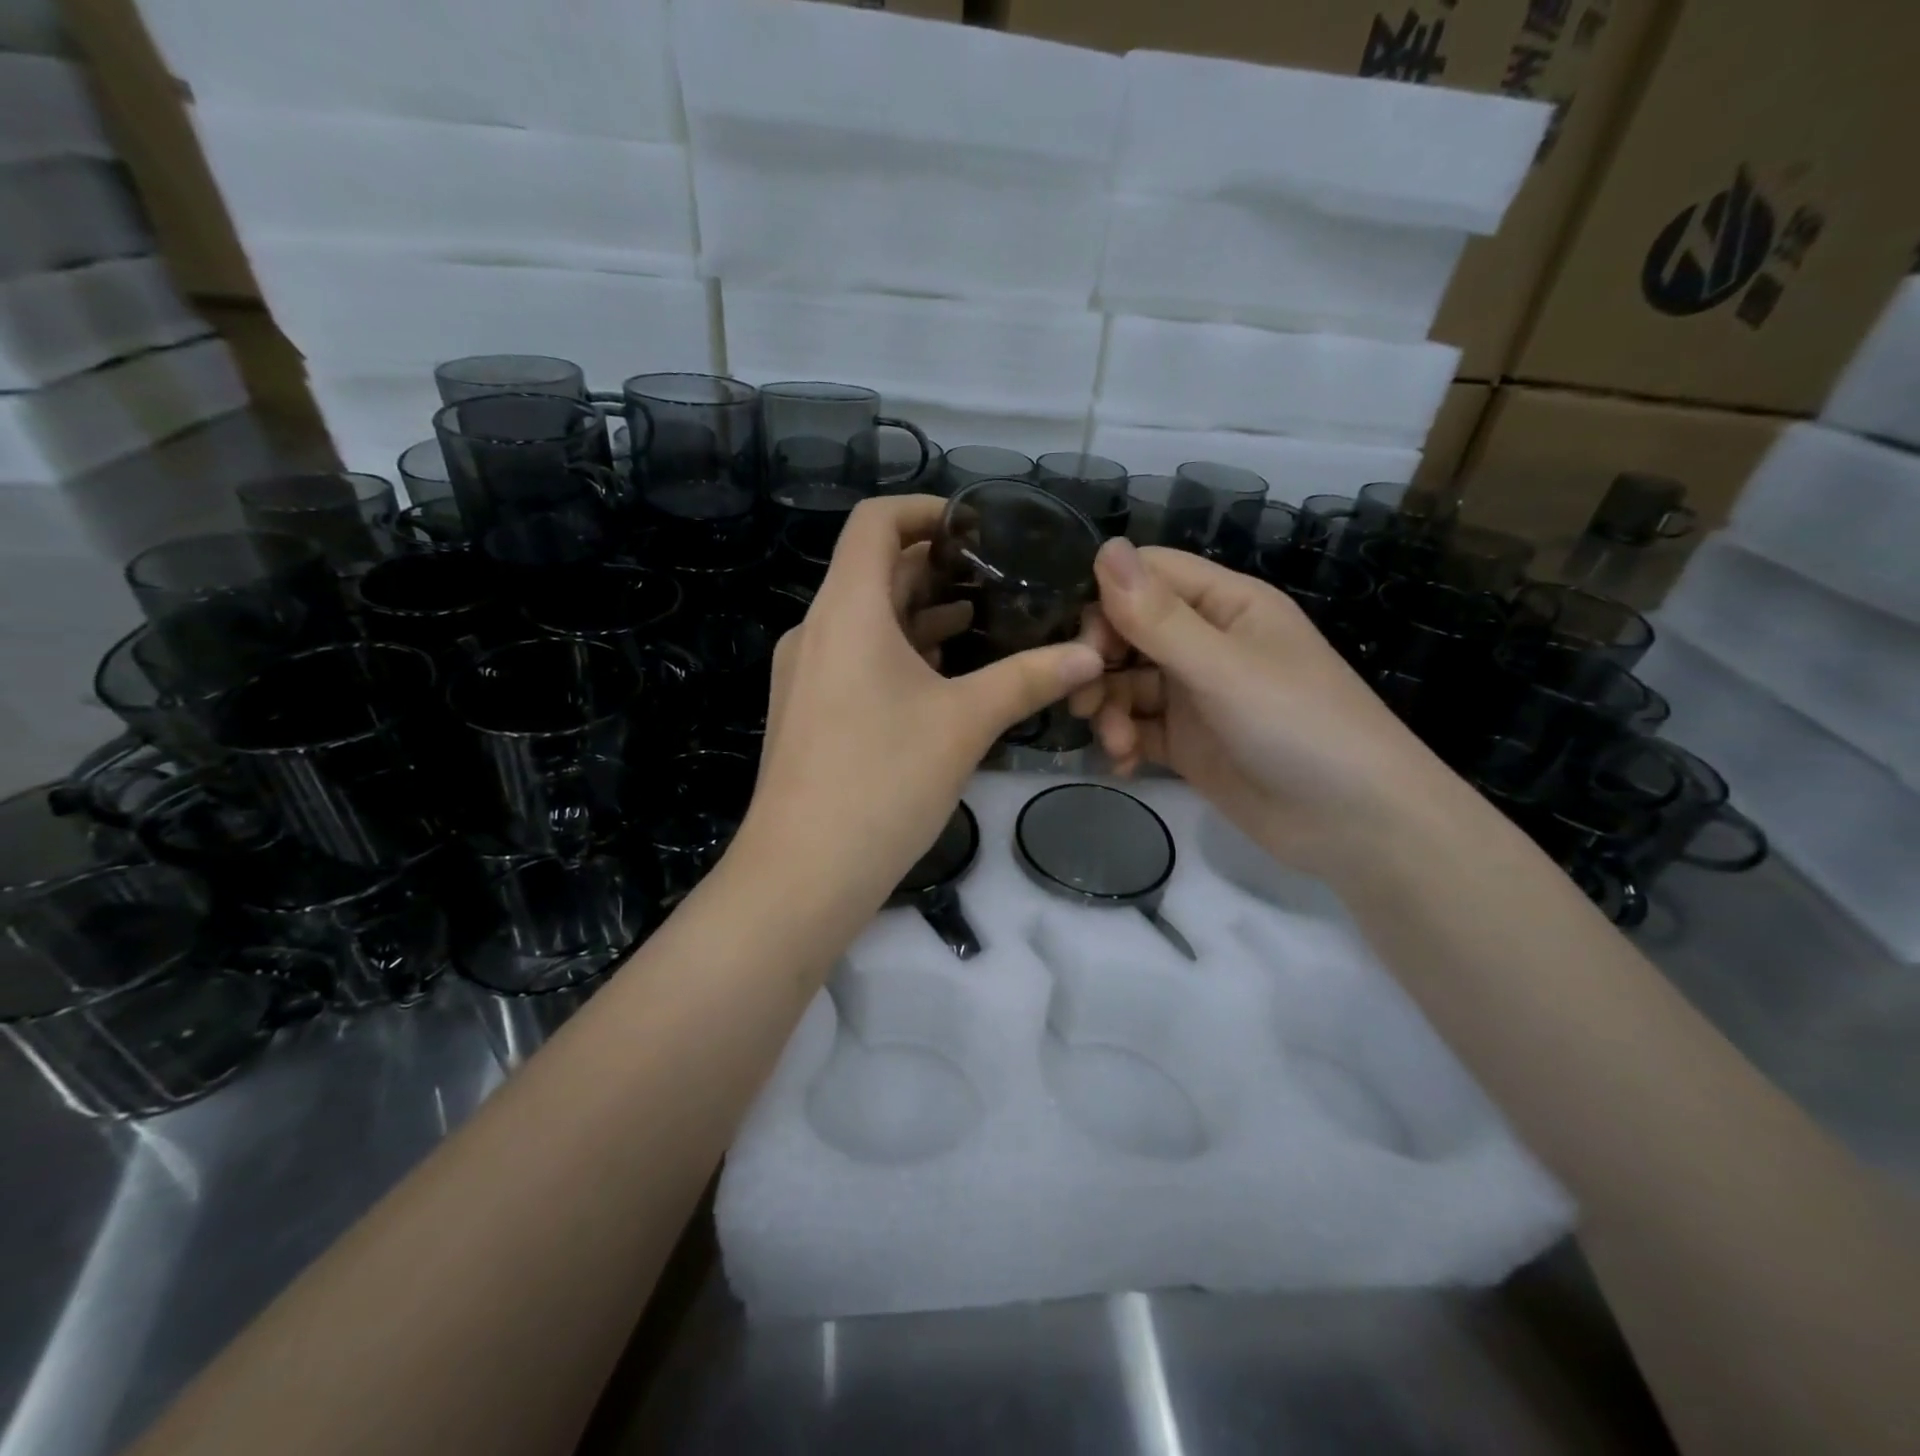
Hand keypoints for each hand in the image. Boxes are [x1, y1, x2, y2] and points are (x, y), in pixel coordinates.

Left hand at [740, 496, 1105, 910]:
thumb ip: (1029, 678)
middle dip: (935, 568)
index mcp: (846, 610)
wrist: (803, 873)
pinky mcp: (807, 711)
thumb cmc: (882, 782)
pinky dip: (899, 654)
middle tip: (998, 579)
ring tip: (982, 624)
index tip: (975, 527)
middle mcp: (817, 630)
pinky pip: (855, 660)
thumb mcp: (965, 723)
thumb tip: (1091, 654)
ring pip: (866, 621)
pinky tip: (943, 680)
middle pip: (874, 571)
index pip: (874, 522)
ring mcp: (805, 674)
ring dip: (920, 615)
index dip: (924, 510)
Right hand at [1069, 540, 1451, 880]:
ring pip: (1128, 685)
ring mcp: (1196, 696)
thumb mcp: (1223, 668)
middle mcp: (1207, 643)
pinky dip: (1123, 742)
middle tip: (1083, 700)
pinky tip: (1122, 763)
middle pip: (1129, 632)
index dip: (1107, 599)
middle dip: (1100, 664)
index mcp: (1226, 605)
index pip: (1148, 576)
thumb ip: (1158, 617)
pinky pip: (1139, 729)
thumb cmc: (1298, 726)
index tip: (1081, 643)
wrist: (1355, 825)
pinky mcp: (1189, 744)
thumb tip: (1104, 547)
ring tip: (1117, 743)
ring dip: (1110, 710)